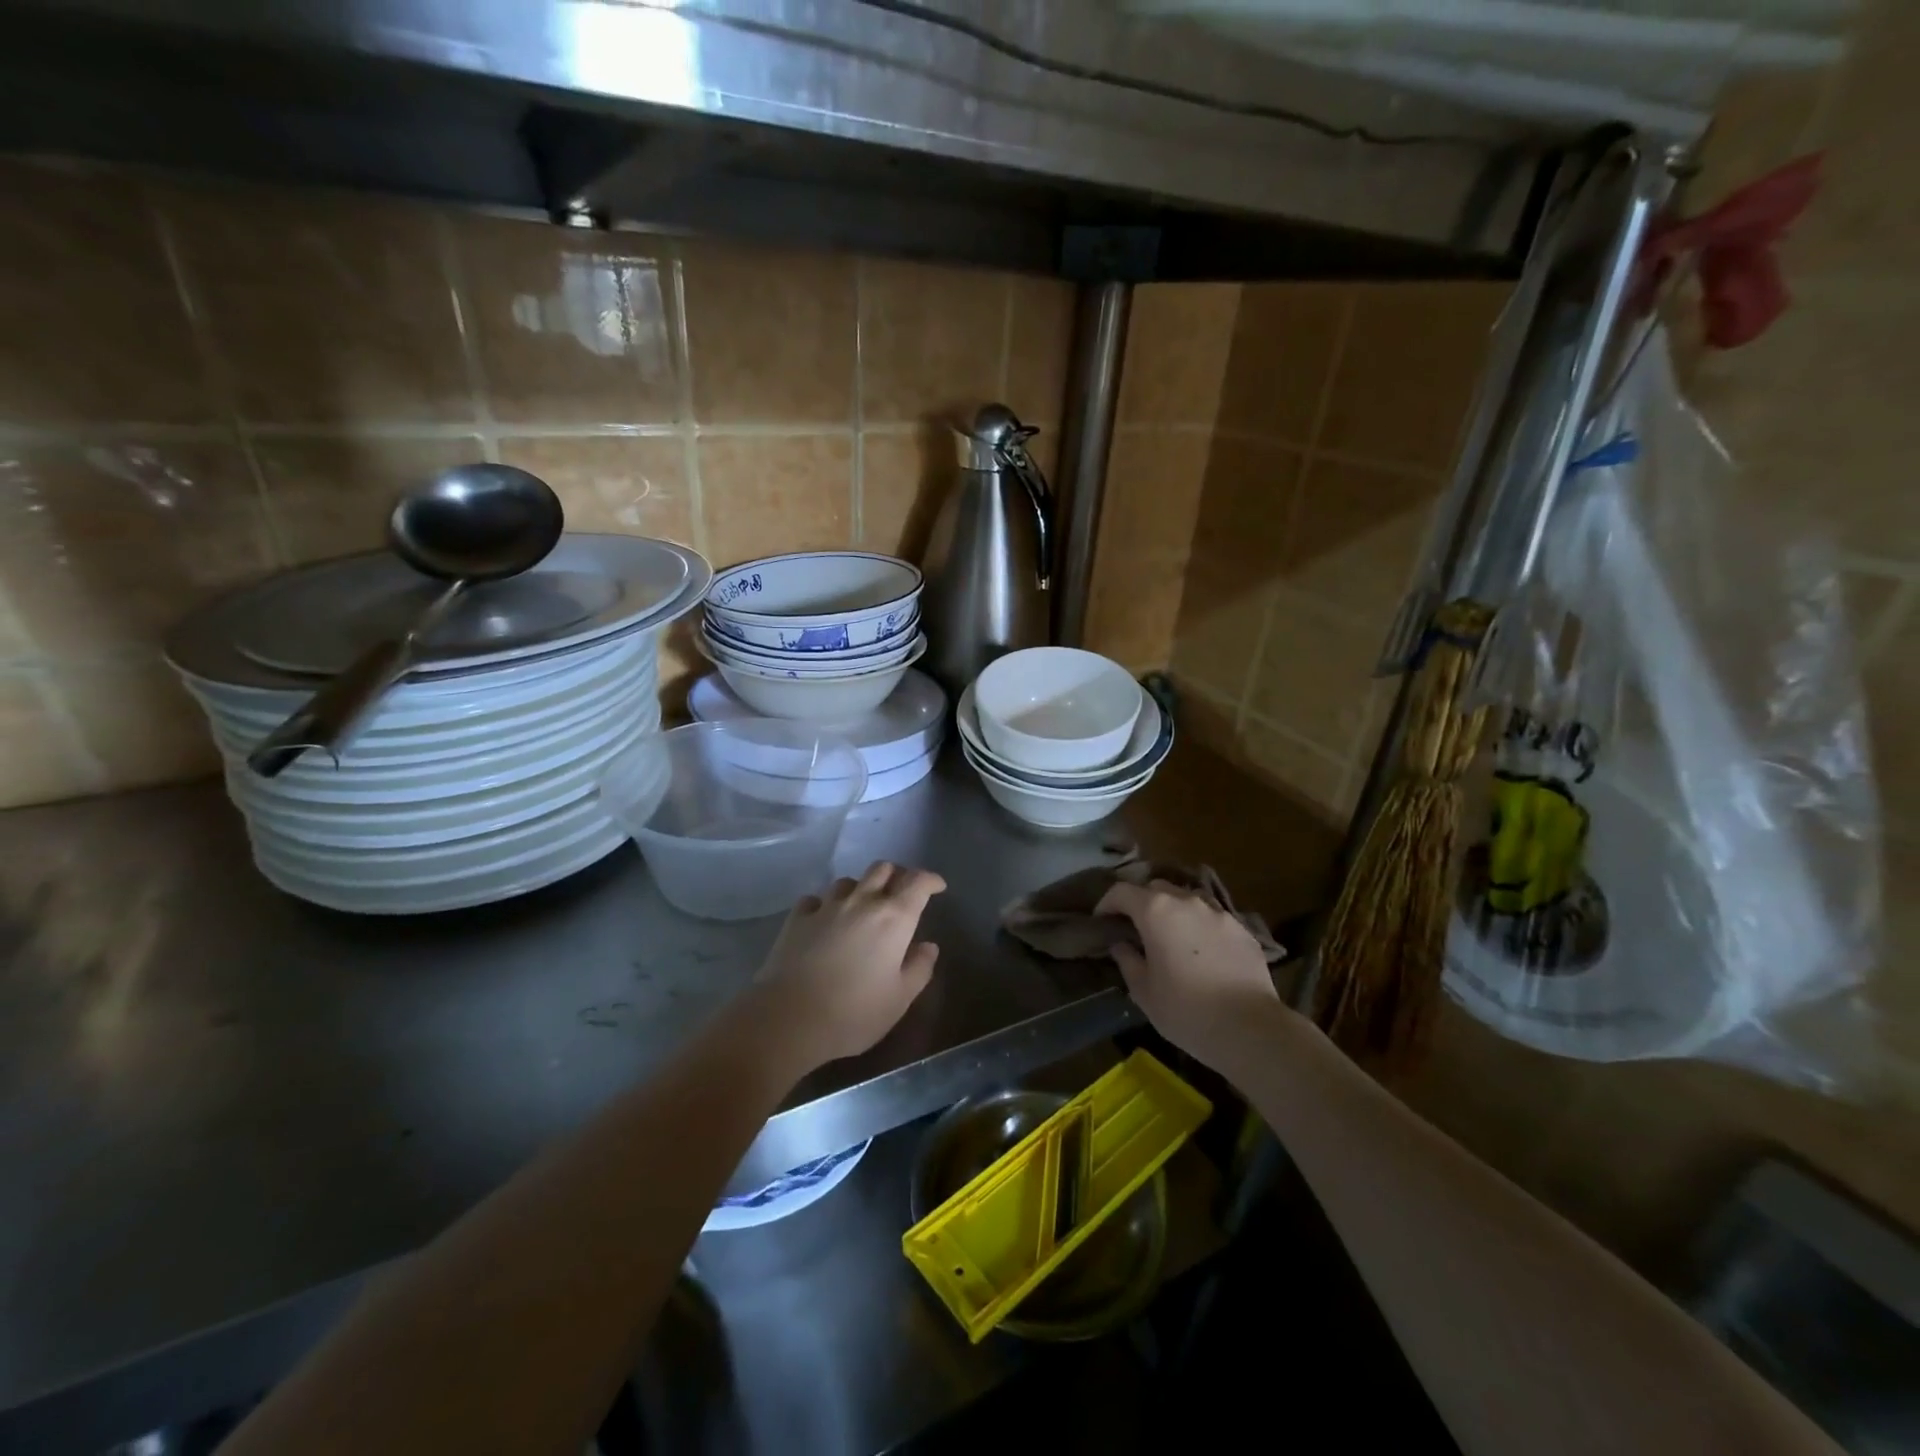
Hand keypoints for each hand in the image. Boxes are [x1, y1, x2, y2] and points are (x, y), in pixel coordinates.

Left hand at [748, 861, 945, 1072]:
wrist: (788, 1018)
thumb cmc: (854, 1013)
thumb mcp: (899, 999)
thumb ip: (919, 968)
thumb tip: (928, 946)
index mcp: (894, 918)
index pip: (917, 882)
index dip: (930, 880)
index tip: (937, 887)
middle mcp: (862, 902)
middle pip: (882, 869)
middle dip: (896, 875)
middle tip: (902, 892)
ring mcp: (826, 907)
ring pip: (848, 881)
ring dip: (860, 888)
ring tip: (862, 906)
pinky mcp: (797, 918)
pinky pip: (815, 899)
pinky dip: (825, 904)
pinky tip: (824, 919)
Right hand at [1096, 878, 1284, 1065]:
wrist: (1250, 1028)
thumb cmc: (1186, 1010)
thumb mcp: (1144, 991)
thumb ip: (1127, 960)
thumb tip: (1121, 944)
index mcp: (1156, 911)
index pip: (1121, 891)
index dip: (1106, 903)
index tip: (1101, 921)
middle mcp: (1187, 902)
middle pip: (1156, 888)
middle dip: (1141, 903)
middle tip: (1135, 928)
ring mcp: (1219, 913)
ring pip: (1187, 900)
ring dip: (1173, 912)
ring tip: (1171, 937)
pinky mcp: (1243, 930)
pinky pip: (1213, 919)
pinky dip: (1200, 927)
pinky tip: (1202, 952)